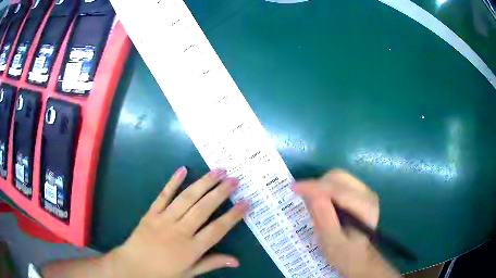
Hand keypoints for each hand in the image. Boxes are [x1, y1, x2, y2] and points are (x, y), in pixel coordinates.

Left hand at [108, 167, 247, 277]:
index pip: (217, 229)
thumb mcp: (189, 273)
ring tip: (218, 171)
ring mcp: (164, 220)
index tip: (246, 202)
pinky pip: (163, 195)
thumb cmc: (162, 273)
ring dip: (203, 183)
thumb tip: (236, 261)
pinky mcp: (151, 213)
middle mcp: (180, 231)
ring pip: (187, 198)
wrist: (132, 266)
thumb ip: (212, 264)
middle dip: (221, 193)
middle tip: (235, 179)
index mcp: (191, 249)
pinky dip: (173, 182)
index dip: (233, 216)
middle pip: (204, 208)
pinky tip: (183, 169)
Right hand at [292, 170, 399, 277]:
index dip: (314, 187)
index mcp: (365, 208)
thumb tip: (312, 195)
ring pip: (338, 177)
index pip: (338, 190)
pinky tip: (321, 202)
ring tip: (311, 203)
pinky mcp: (359, 193)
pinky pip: (339, 182)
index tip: (293, 188)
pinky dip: (326, 188)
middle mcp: (367, 194)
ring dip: (321, 186)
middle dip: (317, 185)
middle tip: (302, 198)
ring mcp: (365, 192)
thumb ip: (324, 220)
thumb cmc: (346, 255)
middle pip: (338, 177)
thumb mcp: (332, 243)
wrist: (361, 258)